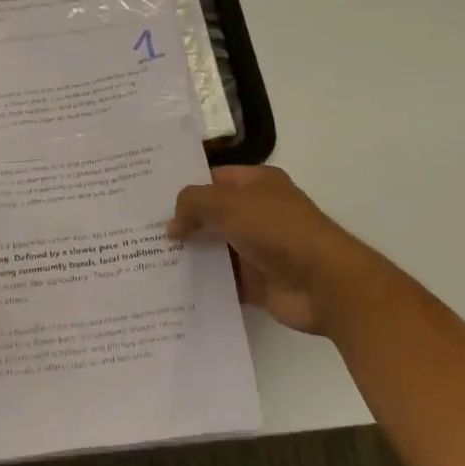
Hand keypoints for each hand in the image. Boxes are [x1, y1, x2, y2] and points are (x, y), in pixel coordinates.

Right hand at [168, 166, 382, 336]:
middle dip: (181, 223)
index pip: (212, 178)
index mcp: (257, 184)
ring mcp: (258, 249)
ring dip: (189, 255)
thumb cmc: (278, 230)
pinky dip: (203, 284)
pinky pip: (223, 281)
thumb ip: (193, 204)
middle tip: (140, 230)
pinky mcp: (257, 282)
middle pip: (211, 214)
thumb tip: (171, 226)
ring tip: (147, 259)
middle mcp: (257, 212)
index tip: (149, 197)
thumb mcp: (228, 204)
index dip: (184, 185)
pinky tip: (171, 287)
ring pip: (214, 249)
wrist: (324, 283)